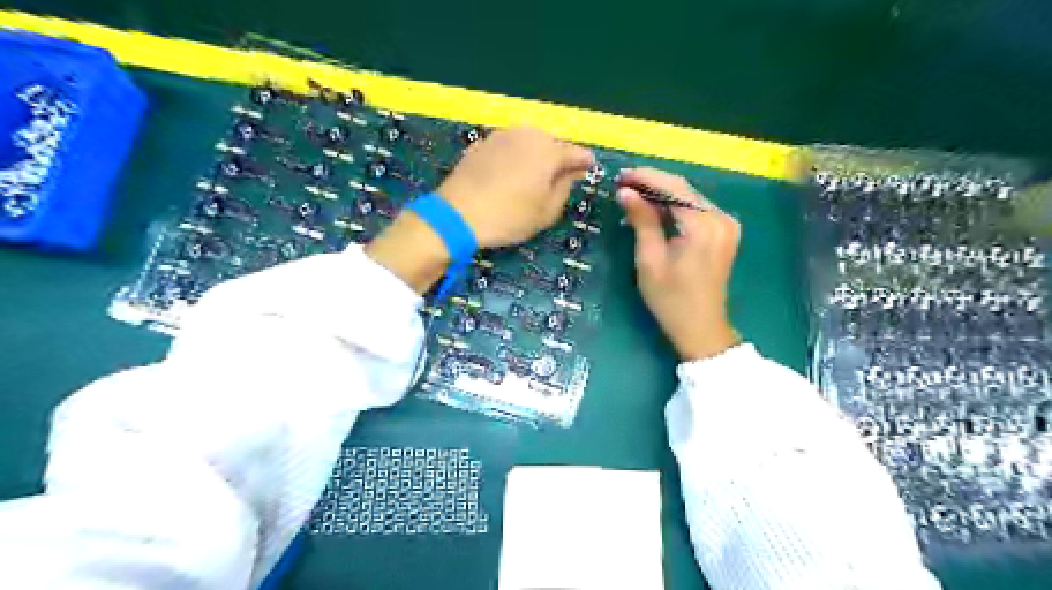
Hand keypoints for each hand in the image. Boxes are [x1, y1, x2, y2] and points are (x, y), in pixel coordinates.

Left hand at [438, 125, 589, 245]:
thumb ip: (565, 188)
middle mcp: (527, 135)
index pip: (576, 153)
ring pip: (528, 142)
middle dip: (558, 158)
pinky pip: (508, 147)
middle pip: (551, 144)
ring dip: (535, 155)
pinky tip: (509, 175)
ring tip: (533, 177)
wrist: (458, 214)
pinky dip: (514, 157)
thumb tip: (572, 172)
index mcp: (548, 151)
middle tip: (559, 178)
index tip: (589, 169)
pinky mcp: (482, 143)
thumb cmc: (509, 217)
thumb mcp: (546, 212)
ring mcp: (502, 136)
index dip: (584, 162)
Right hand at [618, 167, 742, 360]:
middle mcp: (721, 218)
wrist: (701, 328)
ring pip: (690, 198)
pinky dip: (674, 208)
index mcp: (704, 226)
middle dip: (653, 184)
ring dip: (662, 195)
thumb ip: (642, 221)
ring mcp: (726, 225)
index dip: (646, 178)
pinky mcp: (724, 233)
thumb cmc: (671, 299)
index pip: (674, 188)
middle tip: (623, 183)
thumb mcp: (650, 260)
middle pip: (684, 190)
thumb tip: (625, 192)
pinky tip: (654, 210)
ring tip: (633, 195)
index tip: (621, 175)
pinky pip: (696, 211)